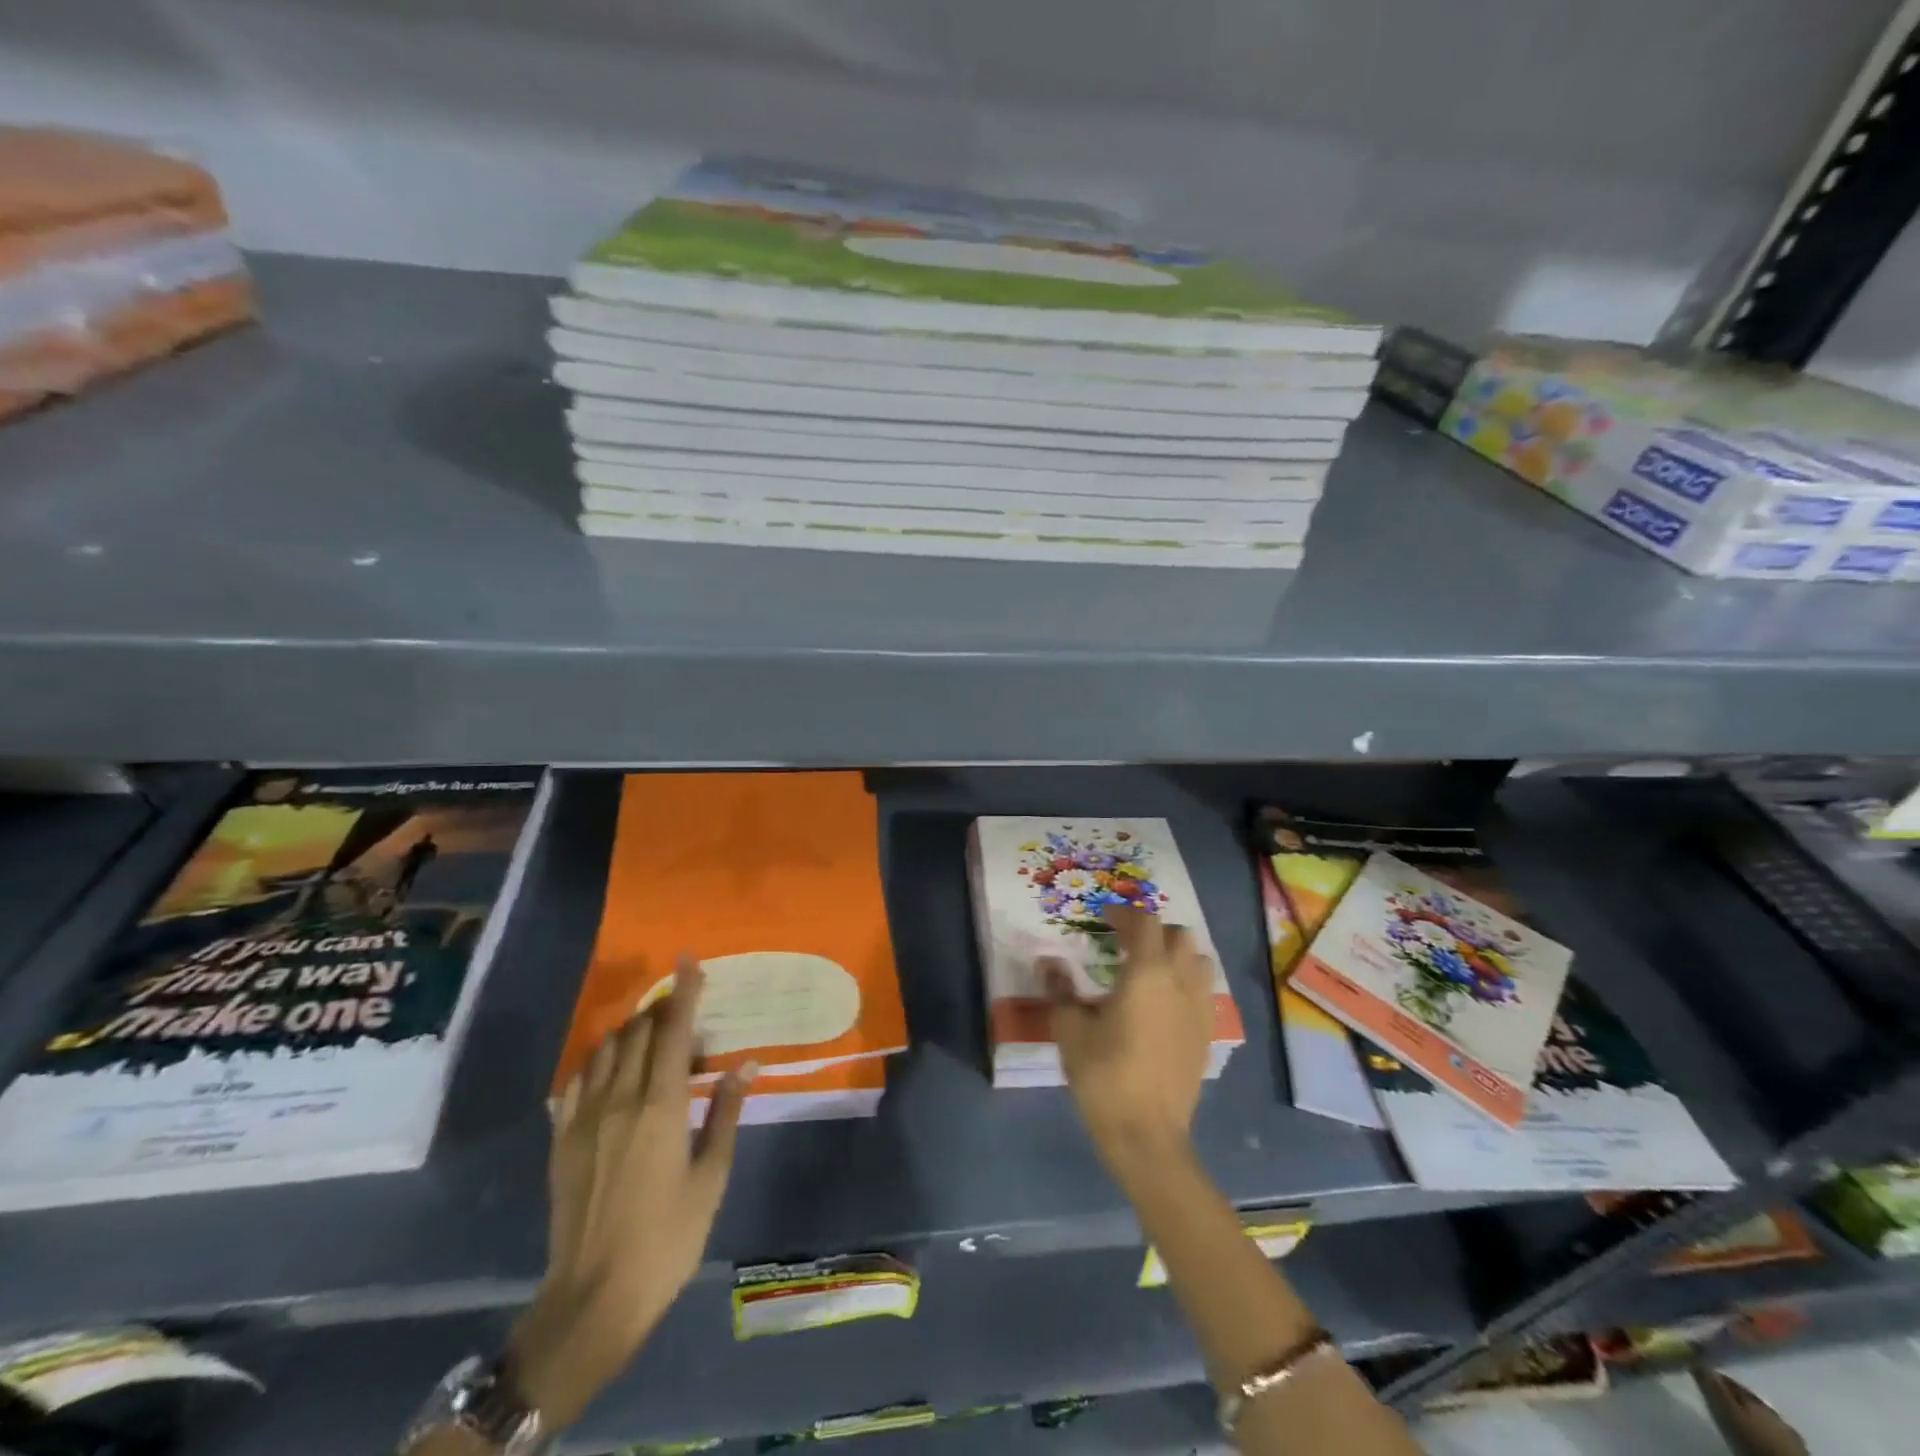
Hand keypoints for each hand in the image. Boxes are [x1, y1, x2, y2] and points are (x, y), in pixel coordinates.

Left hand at [509, 956, 753, 1427]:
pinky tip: (611, 1072)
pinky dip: (598, 1061)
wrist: (594, 1296)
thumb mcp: (711, 1176)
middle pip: (639, 1032)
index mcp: (661, 1105)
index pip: (673, 1031)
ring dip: (631, 1032)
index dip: (683, 991)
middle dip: (662, 1009)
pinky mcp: (562, 1138)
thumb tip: (747, 1064)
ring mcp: (584, 1117)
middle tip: (684, 1012)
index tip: (688, 959)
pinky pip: (577, 1079)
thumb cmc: (668, 1237)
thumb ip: (725, 1112)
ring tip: (653, 1040)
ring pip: (606, 1049)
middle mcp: (620, 1099)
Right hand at [1042, 904, 1215, 1175]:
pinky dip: (1186, 981)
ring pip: (1198, 960)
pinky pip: (1203, 990)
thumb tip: (1047, 962)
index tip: (1103, 919)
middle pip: (1178, 934)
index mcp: (1147, 973)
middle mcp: (1180, 981)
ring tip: (1149, 967)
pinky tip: (1163, 1002)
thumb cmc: (1104, 1077)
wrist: (1147, 1136)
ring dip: (1176, 953)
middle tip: (1125, 941)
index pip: (1144, 922)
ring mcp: (1199, 1008)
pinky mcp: (1206, 1033)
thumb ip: (1060, 990)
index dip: (1124, 914)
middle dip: (1152, 930)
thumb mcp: (1070, 1031)